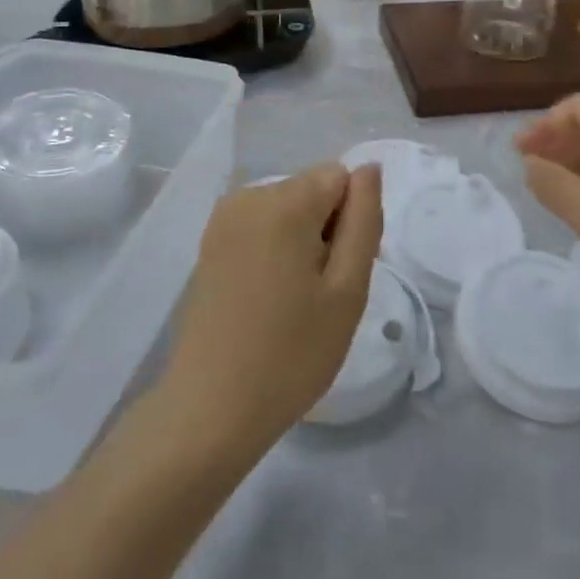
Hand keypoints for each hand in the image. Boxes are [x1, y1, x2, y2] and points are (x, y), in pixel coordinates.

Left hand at [161, 164, 382, 460]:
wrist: (210, 409)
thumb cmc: (291, 354)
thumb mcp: (348, 290)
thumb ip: (364, 220)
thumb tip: (369, 169)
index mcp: (284, 201)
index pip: (340, 177)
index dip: (352, 220)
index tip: (343, 271)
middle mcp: (249, 196)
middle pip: (312, 190)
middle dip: (327, 229)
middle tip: (323, 295)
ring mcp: (224, 219)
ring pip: (288, 208)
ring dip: (302, 242)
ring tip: (296, 301)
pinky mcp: (210, 243)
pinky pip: (261, 225)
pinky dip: (275, 250)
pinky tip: (269, 299)